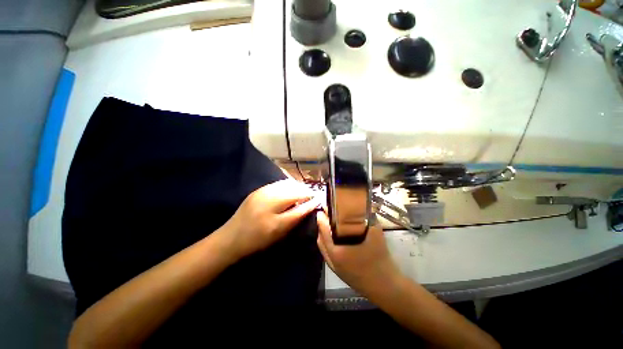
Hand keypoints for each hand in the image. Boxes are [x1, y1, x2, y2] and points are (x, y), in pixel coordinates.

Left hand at [222, 179, 318, 258]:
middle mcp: (268, 195)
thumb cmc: (257, 240)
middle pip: (293, 188)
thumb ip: (297, 215)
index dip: (310, 198)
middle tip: (312, 196)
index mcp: (274, 209)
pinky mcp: (258, 190)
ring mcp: (262, 191)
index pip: (299, 198)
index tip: (319, 199)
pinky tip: (290, 191)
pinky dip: (288, 186)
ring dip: (297, 187)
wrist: (231, 238)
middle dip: (305, 191)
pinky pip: (278, 184)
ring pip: (286, 184)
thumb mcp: (280, 232)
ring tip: (303, 193)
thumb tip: (311, 204)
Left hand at [316, 211, 401, 295]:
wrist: (386, 287)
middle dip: (323, 223)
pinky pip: (327, 253)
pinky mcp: (338, 271)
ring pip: (323, 245)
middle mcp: (331, 258)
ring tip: (332, 223)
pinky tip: (337, 238)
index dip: (323, 215)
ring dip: (324, 233)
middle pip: (320, 236)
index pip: (323, 227)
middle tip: (329, 213)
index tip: (325, 205)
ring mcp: (333, 266)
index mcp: (336, 249)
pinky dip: (328, 243)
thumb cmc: (380, 260)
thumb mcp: (375, 234)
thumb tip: (363, 206)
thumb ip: (367, 218)